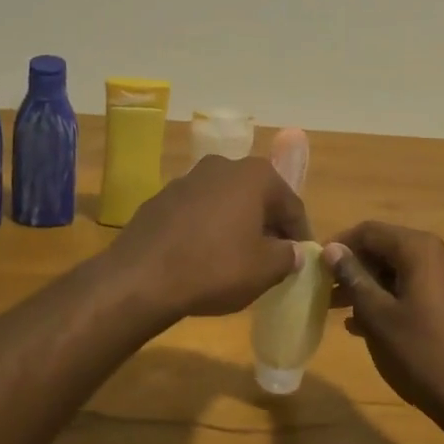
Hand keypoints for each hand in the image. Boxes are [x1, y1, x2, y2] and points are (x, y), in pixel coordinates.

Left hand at [111, 157, 309, 322]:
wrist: (140, 278)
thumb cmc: (214, 268)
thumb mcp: (265, 270)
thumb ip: (288, 256)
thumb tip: (292, 251)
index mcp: (254, 175)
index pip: (291, 204)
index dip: (300, 234)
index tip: (302, 258)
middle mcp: (222, 165)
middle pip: (257, 197)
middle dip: (268, 226)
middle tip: (273, 258)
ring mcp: (187, 179)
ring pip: (226, 202)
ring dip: (236, 225)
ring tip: (238, 259)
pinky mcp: (161, 198)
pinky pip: (197, 212)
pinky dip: (207, 229)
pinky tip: (204, 257)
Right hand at [324, 222, 443, 430]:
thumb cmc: (422, 353)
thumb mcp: (378, 316)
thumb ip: (354, 277)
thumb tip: (332, 249)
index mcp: (420, 249)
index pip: (370, 231)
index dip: (339, 244)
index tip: (315, 265)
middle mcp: (440, 254)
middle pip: (387, 248)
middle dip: (355, 267)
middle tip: (325, 289)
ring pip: (401, 270)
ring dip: (370, 285)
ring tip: (339, 309)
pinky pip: (417, 288)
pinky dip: (392, 298)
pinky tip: (368, 324)